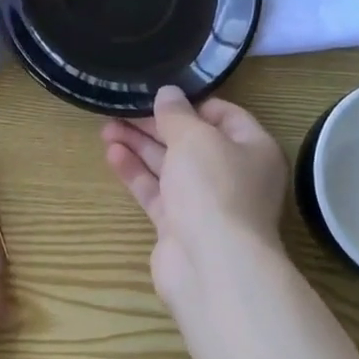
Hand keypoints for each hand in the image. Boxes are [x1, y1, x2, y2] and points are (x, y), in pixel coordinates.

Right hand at [103, 86, 287, 304]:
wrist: (212, 265)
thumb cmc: (214, 188)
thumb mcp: (195, 137)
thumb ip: (176, 114)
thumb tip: (168, 93)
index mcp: (253, 149)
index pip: (224, 115)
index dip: (191, 103)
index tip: (158, 94)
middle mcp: (233, 174)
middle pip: (191, 141)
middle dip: (155, 124)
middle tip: (121, 109)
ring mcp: (205, 203)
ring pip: (169, 166)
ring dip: (140, 146)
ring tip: (106, 127)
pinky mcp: (179, 225)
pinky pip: (156, 192)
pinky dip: (136, 173)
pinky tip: (112, 154)